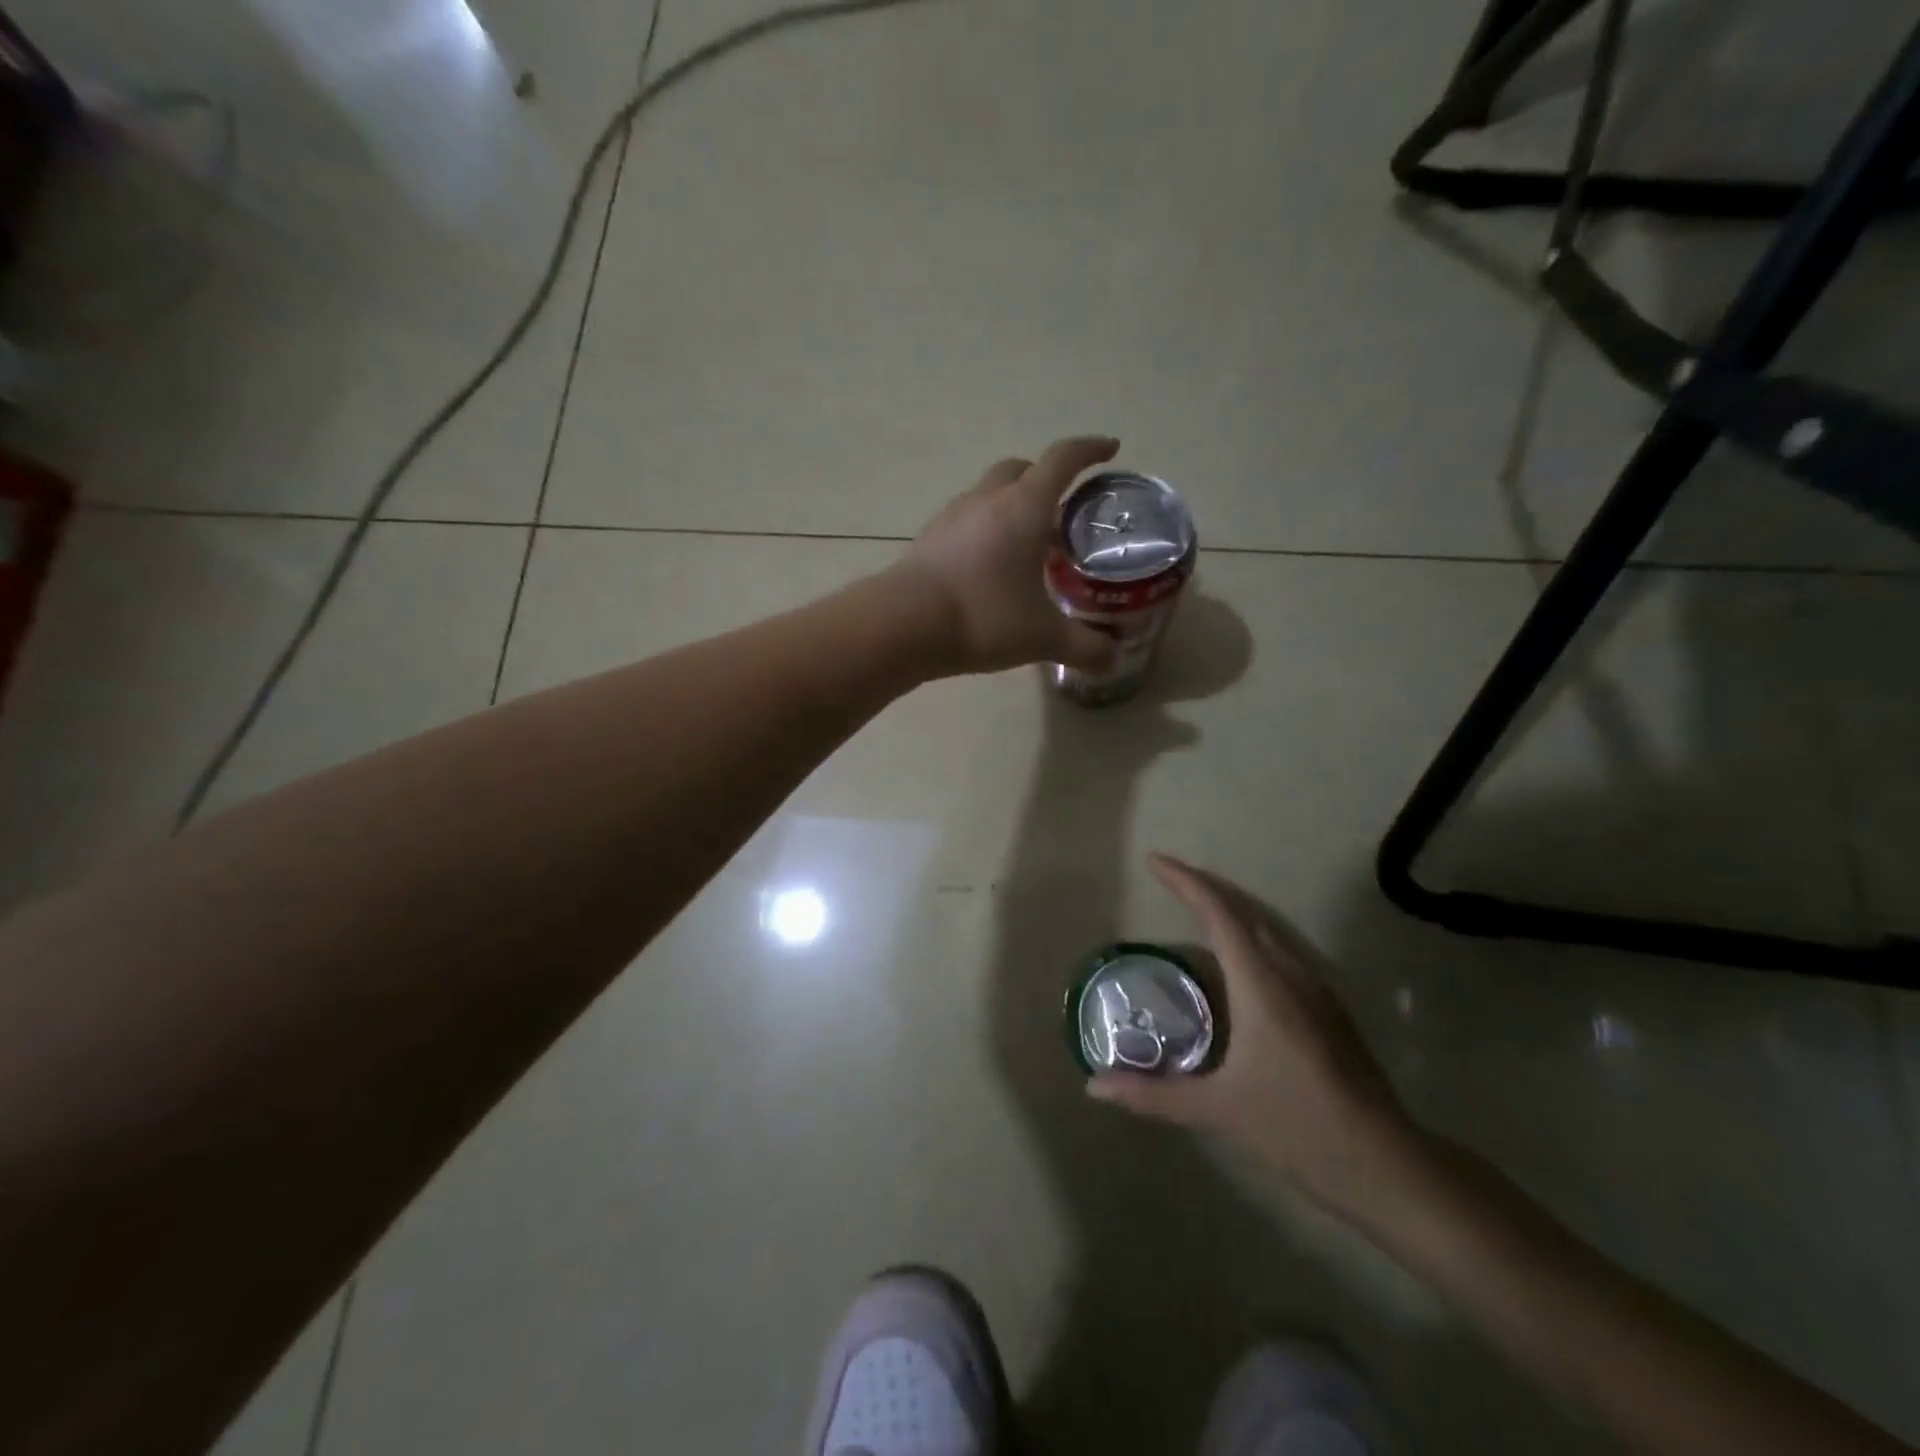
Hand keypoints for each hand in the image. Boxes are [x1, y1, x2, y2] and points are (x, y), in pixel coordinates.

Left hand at [893, 436, 1122, 676]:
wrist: (904, 624)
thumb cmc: (984, 617)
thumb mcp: (1042, 637)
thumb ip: (1083, 648)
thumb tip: (1113, 661)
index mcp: (1025, 507)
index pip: (1062, 460)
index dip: (1089, 450)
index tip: (1109, 449)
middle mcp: (988, 500)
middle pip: (1020, 469)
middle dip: (1045, 478)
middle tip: (1063, 507)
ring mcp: (952, 516)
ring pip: (989, 493)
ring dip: (1011, 505)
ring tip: (1027, 541)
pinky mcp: (929, 539)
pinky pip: (965, 520)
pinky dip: (985, 529)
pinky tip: (989, 564)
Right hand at [1088, 853, 1419, 1217]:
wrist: (1387, 1164)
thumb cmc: (1297, 1127)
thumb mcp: (1217, 1109)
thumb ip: (1153, 1094)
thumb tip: (1094, 1087)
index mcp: (1261, 983)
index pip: (1218, 913)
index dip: (1184, 881)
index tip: (1153, 861)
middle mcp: (1290, 973)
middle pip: (1243, 910)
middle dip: (1202, 887)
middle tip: (1166, 879)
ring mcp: (1315, 989)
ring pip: (1265, 930)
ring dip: (1227, 912)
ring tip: (1191, 911)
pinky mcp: (1328, 1009)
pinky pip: (1279, 953)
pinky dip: (1247, 939)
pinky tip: (1233, 968)